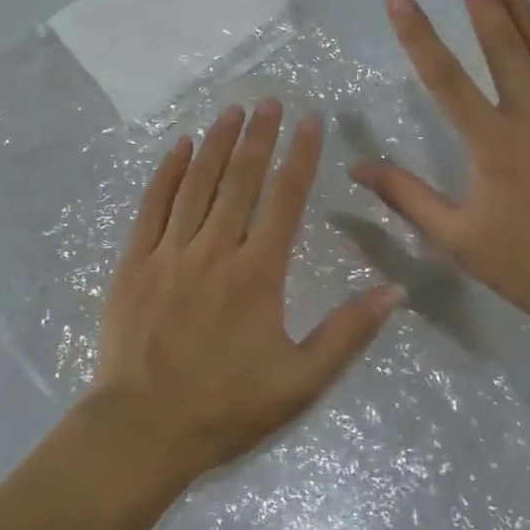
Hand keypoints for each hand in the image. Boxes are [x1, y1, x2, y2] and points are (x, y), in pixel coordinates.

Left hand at [90, 101, 400, 481]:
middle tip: (269, 100)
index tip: (311, 121)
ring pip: (197, 183)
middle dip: (258, 135)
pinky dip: (167, 172)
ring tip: (231, 110)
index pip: (285, 199)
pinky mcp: (135, 262)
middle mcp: (214, 250)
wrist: (143, 429)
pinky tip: (180, 147)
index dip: (301, 156)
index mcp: (257, 274)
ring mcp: (170, 252)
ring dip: (216, 143)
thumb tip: (395, 290)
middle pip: (240, 179)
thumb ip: (348, 333)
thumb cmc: (226, 407)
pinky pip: (153, 206)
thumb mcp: (300, 382)